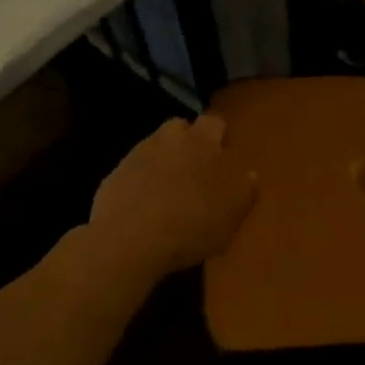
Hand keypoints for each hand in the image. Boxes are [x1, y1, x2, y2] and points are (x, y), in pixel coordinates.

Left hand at [86, 114, 257, 282]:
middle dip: (188, 141)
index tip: (223, 151)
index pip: (214, 122)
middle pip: (180, 127)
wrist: (127, 241)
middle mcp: (168, 140)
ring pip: (155, 146)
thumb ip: (244, 194)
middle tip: (196, 168)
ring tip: (169, 188)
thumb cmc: (190, 227)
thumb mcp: (230, 219)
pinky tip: (145, 204)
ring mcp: (137, 154)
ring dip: (163, 159)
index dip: (219, 135)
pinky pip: (134, 169)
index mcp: (201, 143)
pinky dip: (141, 179)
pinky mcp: (114, 174)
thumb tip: (251, 176)